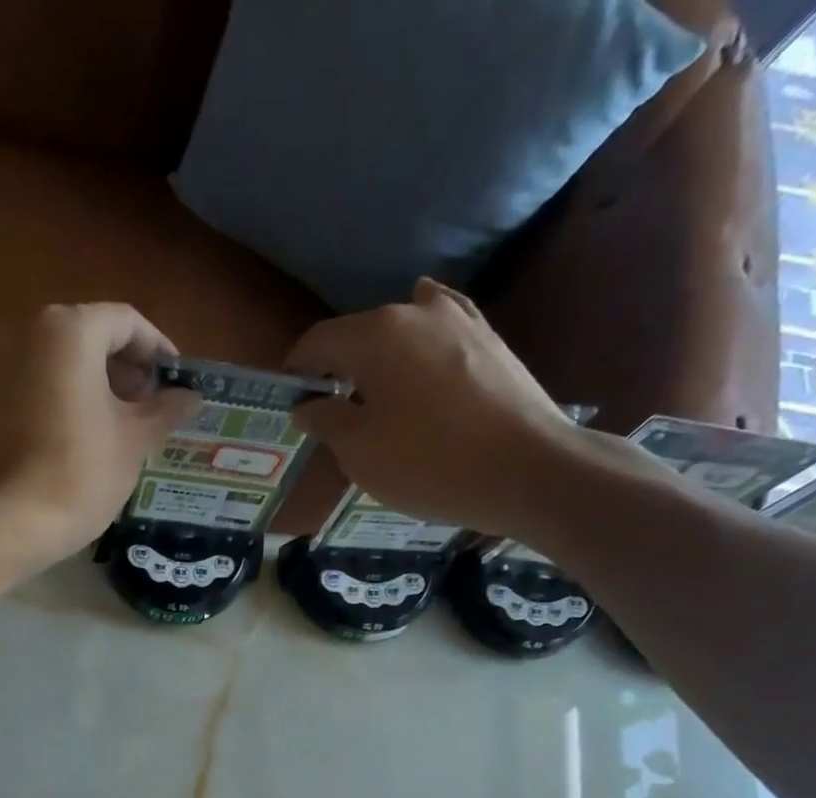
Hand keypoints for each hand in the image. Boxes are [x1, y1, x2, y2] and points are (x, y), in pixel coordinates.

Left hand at [0, 303, 200, 563]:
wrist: (24, 518)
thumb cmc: (87, 469)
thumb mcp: (137, 437)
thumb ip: (166, 408)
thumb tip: (191, 397)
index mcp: (73, 330)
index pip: (127, 322)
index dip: (158, 350)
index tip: (178, 382)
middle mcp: (35, 335)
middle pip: (95, 338)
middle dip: (130, 368)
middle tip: (157, 404)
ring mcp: (11, 368)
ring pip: (70, 363)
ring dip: (104, 386)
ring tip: (131, 423)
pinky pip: (48, 387)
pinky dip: (76, 400)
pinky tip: (96, 435)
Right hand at [285, 278, 587, 537]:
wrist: (526, 469)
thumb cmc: (428, 463)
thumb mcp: (359, 453)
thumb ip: (326, 421)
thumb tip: (309, 405)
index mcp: (374, 335)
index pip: (317, 342)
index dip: (296, 370)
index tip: (288, 400)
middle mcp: (414, 311)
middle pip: (359, 334)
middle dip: (338, 367)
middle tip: (330, 409)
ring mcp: (458, 319)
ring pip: (401, 330)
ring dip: (380, 358)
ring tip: (375, 392)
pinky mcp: (489, 339)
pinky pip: (440, 333)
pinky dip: (421, 347)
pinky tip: (421, 356)